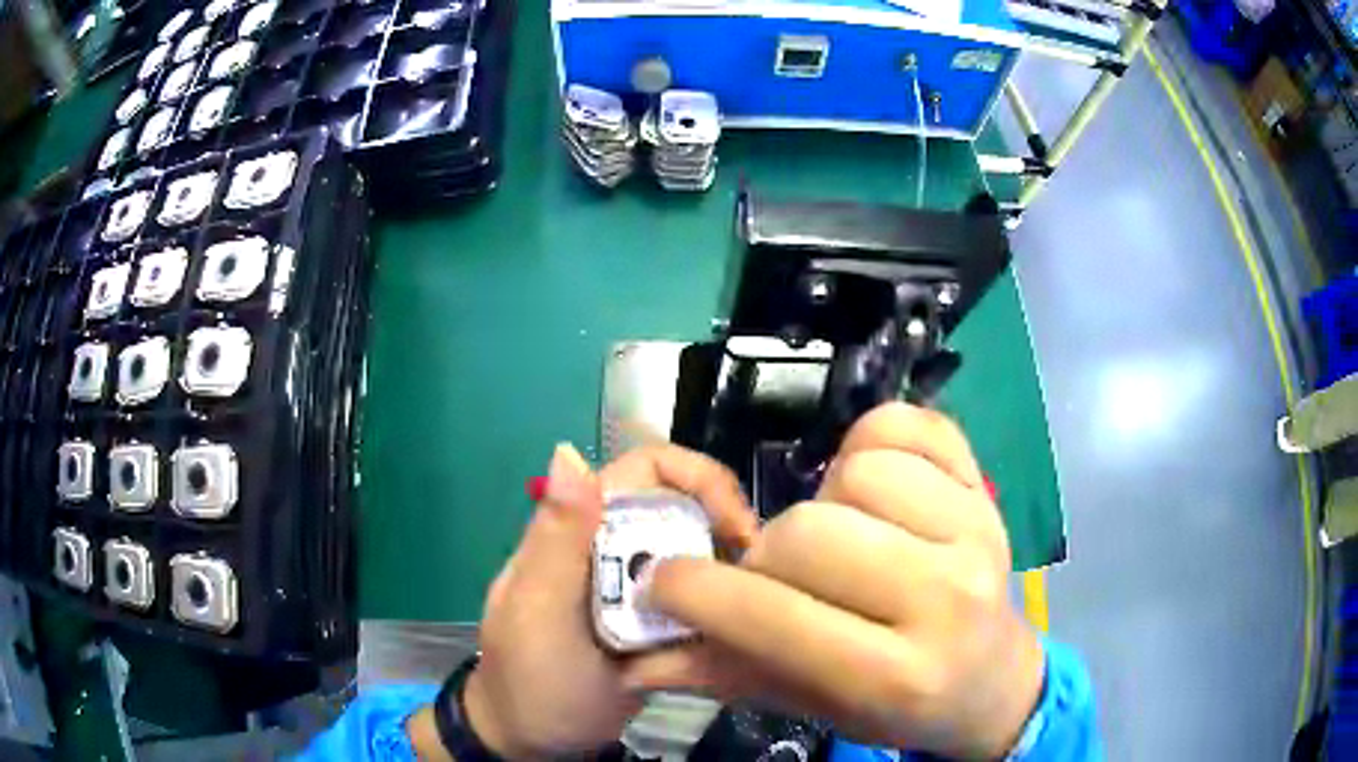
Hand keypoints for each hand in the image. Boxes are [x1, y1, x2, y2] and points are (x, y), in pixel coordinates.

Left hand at [452, 443, 757, 757]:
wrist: (534, 740)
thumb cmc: (531, 676)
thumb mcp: (538, 611)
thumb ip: (556, 537)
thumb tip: (567, 450)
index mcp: (583, 527)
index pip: (650, 469)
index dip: (700, 480)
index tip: (737, 528)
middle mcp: (617, 545)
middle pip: (687, 507)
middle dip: (727, 531)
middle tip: (759, 577)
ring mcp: (640, 585)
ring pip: (702, 553)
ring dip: (729, 574)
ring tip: (753, 609)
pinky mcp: (659, 622)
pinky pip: (703, 598)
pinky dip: (722, 609)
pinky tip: (735, 634)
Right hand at [624, 403, 1045, 758]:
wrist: (993, 681)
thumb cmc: (900, 706)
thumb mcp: (813, 706)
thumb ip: (726, 676)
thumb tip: (636, 659)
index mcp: (895, 676)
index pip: (772, 617)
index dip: (696, 592)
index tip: (665, 584)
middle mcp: (945, 600)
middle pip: (811, 532)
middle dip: (767, 553)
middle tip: (777, 576)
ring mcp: (977, 533)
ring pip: (859, 471)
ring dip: (824, 501)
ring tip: (839, 537)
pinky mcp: (986, 491)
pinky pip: (910, 427)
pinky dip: (872, 443)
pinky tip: (871, 491)